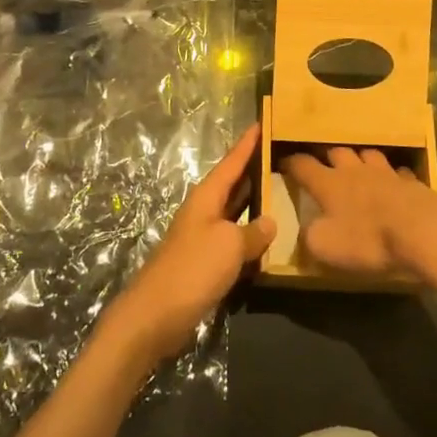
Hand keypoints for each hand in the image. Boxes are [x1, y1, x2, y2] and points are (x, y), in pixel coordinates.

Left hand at [111, 125, 273, 361]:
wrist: (156, 314)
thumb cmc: (193, 269)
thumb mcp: (230, 245)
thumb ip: (253, 232)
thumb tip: (270, 222)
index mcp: (207, 196)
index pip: (232, 162)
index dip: (248, 143)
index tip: (262, 121)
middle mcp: (203, 210)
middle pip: (232, 183)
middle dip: (253, 168)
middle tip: (279, 154)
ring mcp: (202, 236)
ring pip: (234, 211)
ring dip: (253, 202)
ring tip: (280, 190)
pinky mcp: (204, 261)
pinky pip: (232, 238)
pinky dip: (249, 234)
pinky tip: (266, 239)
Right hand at [280, 146, 436, 279]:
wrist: (422, 231)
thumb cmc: (368, 239)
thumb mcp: (326, 247)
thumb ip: (309, 236)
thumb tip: (305, 229)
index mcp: (328, 183)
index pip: (302, 165)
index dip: (290, 163)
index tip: (282, 163)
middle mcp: (354, 170)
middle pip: (336, 152)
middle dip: (326, 155)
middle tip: (323, 163)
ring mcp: (385, 173)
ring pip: (367, 155)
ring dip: (360, 159)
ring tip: (358, 166)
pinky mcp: (412, 183)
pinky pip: (397, 172)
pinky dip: (391, 176)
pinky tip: (394, 183)